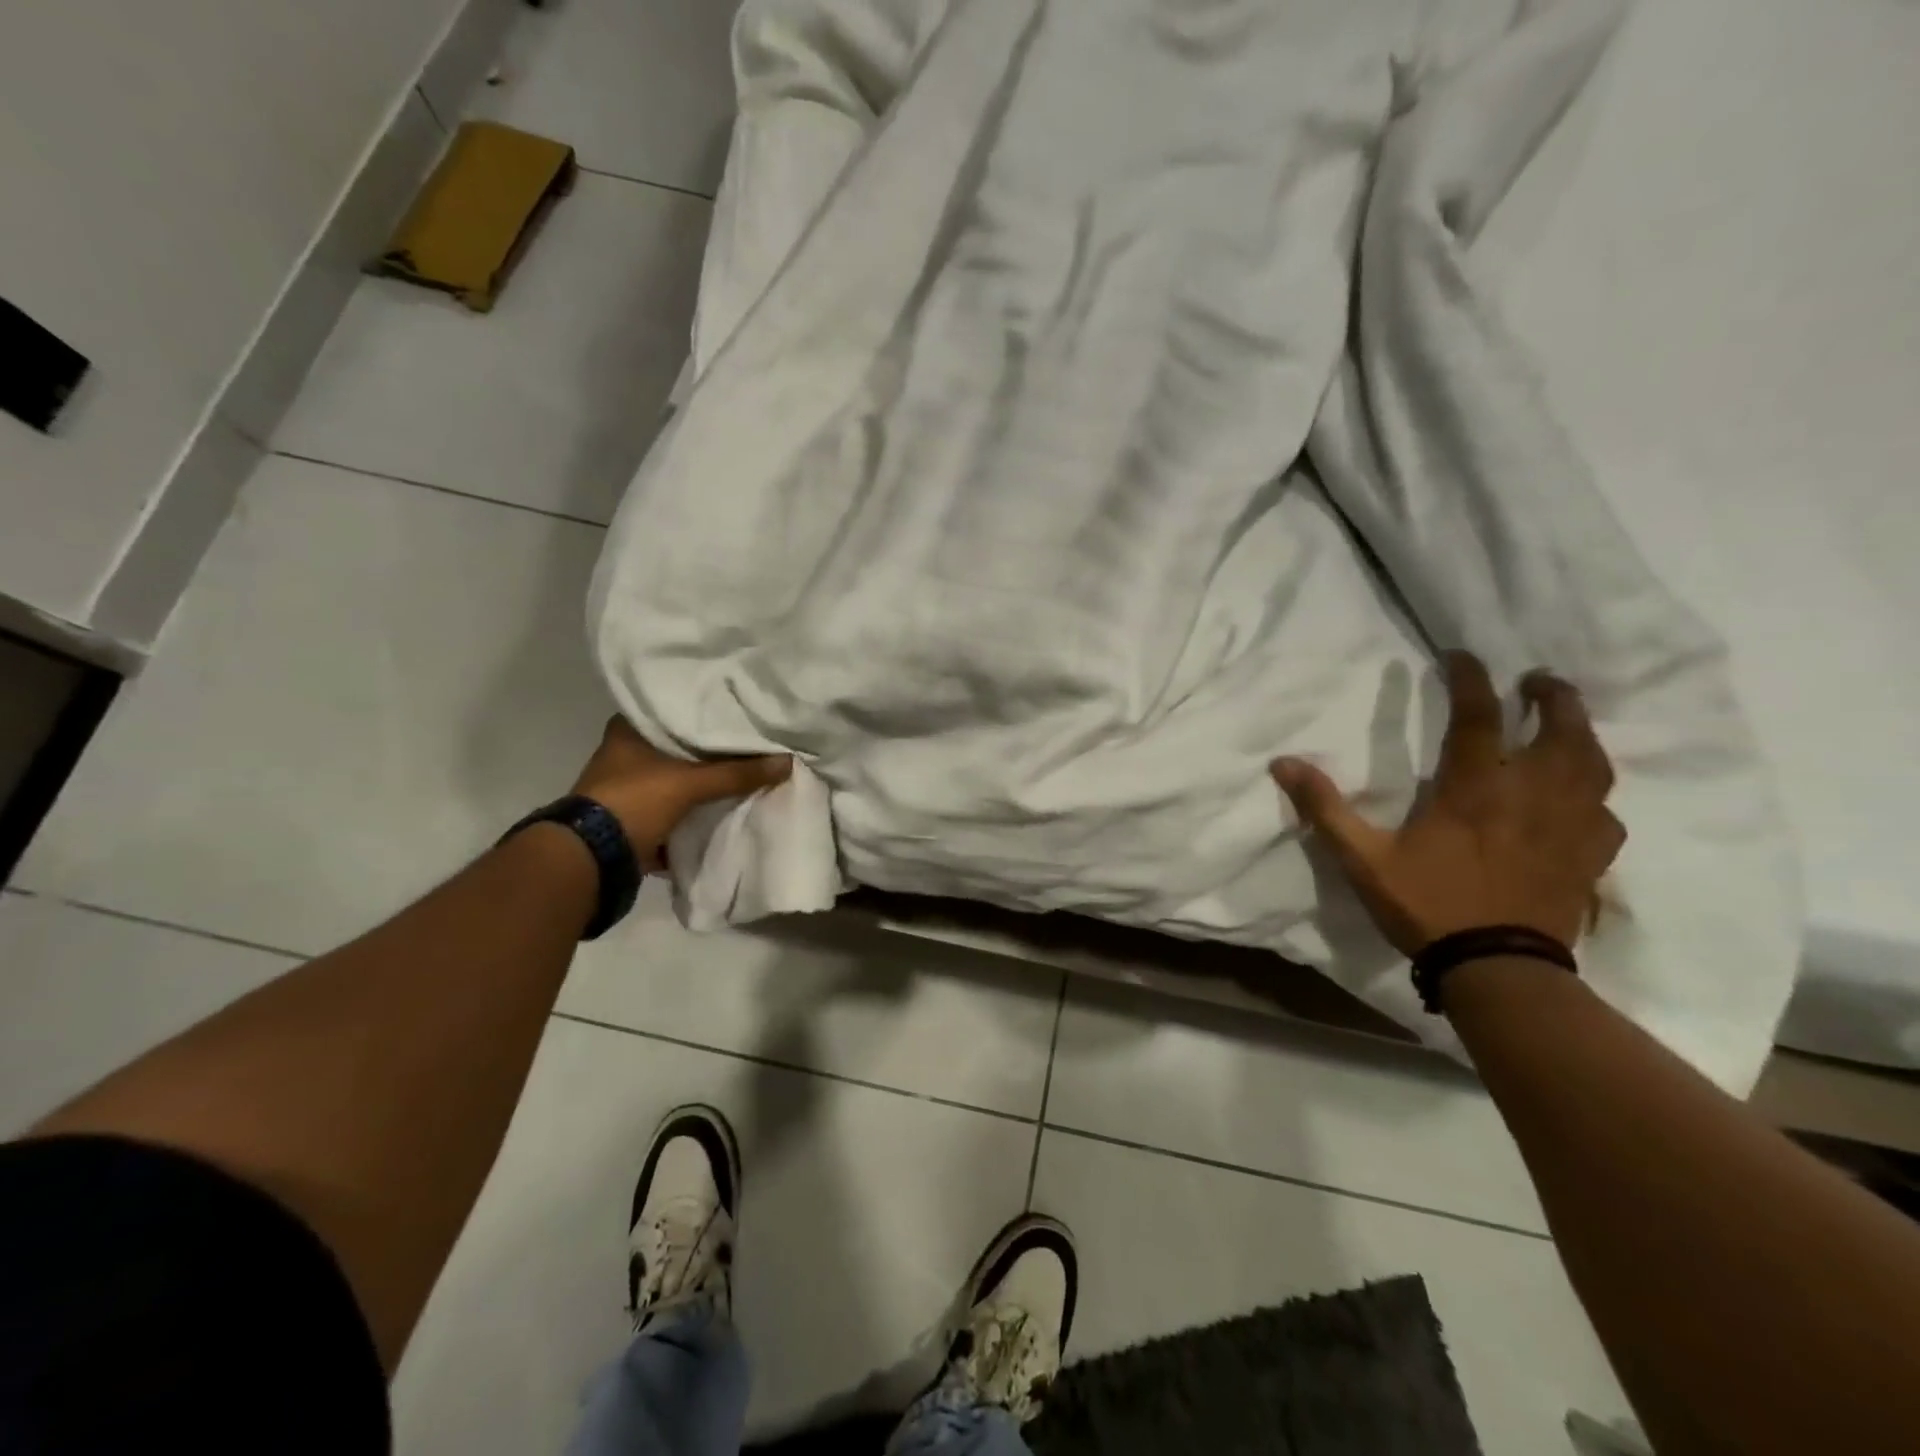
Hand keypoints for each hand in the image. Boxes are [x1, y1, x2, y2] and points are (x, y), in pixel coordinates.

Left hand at [572, 717, 791, 871]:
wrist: (592, 861)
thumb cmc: (634, 802)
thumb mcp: (690, 784)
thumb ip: (738, 773)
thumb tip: (787, 761)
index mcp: (627, 730)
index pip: (674, 708)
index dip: (706, 710)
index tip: (737, 710)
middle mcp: (624, 753)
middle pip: (678, 745)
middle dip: (710, 749)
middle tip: (749, 741)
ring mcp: (627, 787)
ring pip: (677, 776)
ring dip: (702, 780)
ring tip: (744, 770)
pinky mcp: (634, 816)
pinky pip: (674, 805)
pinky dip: (694, 807)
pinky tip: (723, 803)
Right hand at [1270, 651, 1623, 953]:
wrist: (1498, 970)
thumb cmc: (1428, 905)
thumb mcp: (1362, 858)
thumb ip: (1325, 808)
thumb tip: (1282, 763)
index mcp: (1475, 789)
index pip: (1479, 717)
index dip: (1471, 679)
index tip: (1461, 655)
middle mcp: (1531, 796)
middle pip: (1560, 730)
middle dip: (1551, 697)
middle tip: (1538, 680)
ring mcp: (1568, 827)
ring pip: (1593, 766)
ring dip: (1582, 734)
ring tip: (1569, 723)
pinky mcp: (1589, 859)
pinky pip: (1605, 815)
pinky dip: (1595, 796)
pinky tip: (1585, 799)